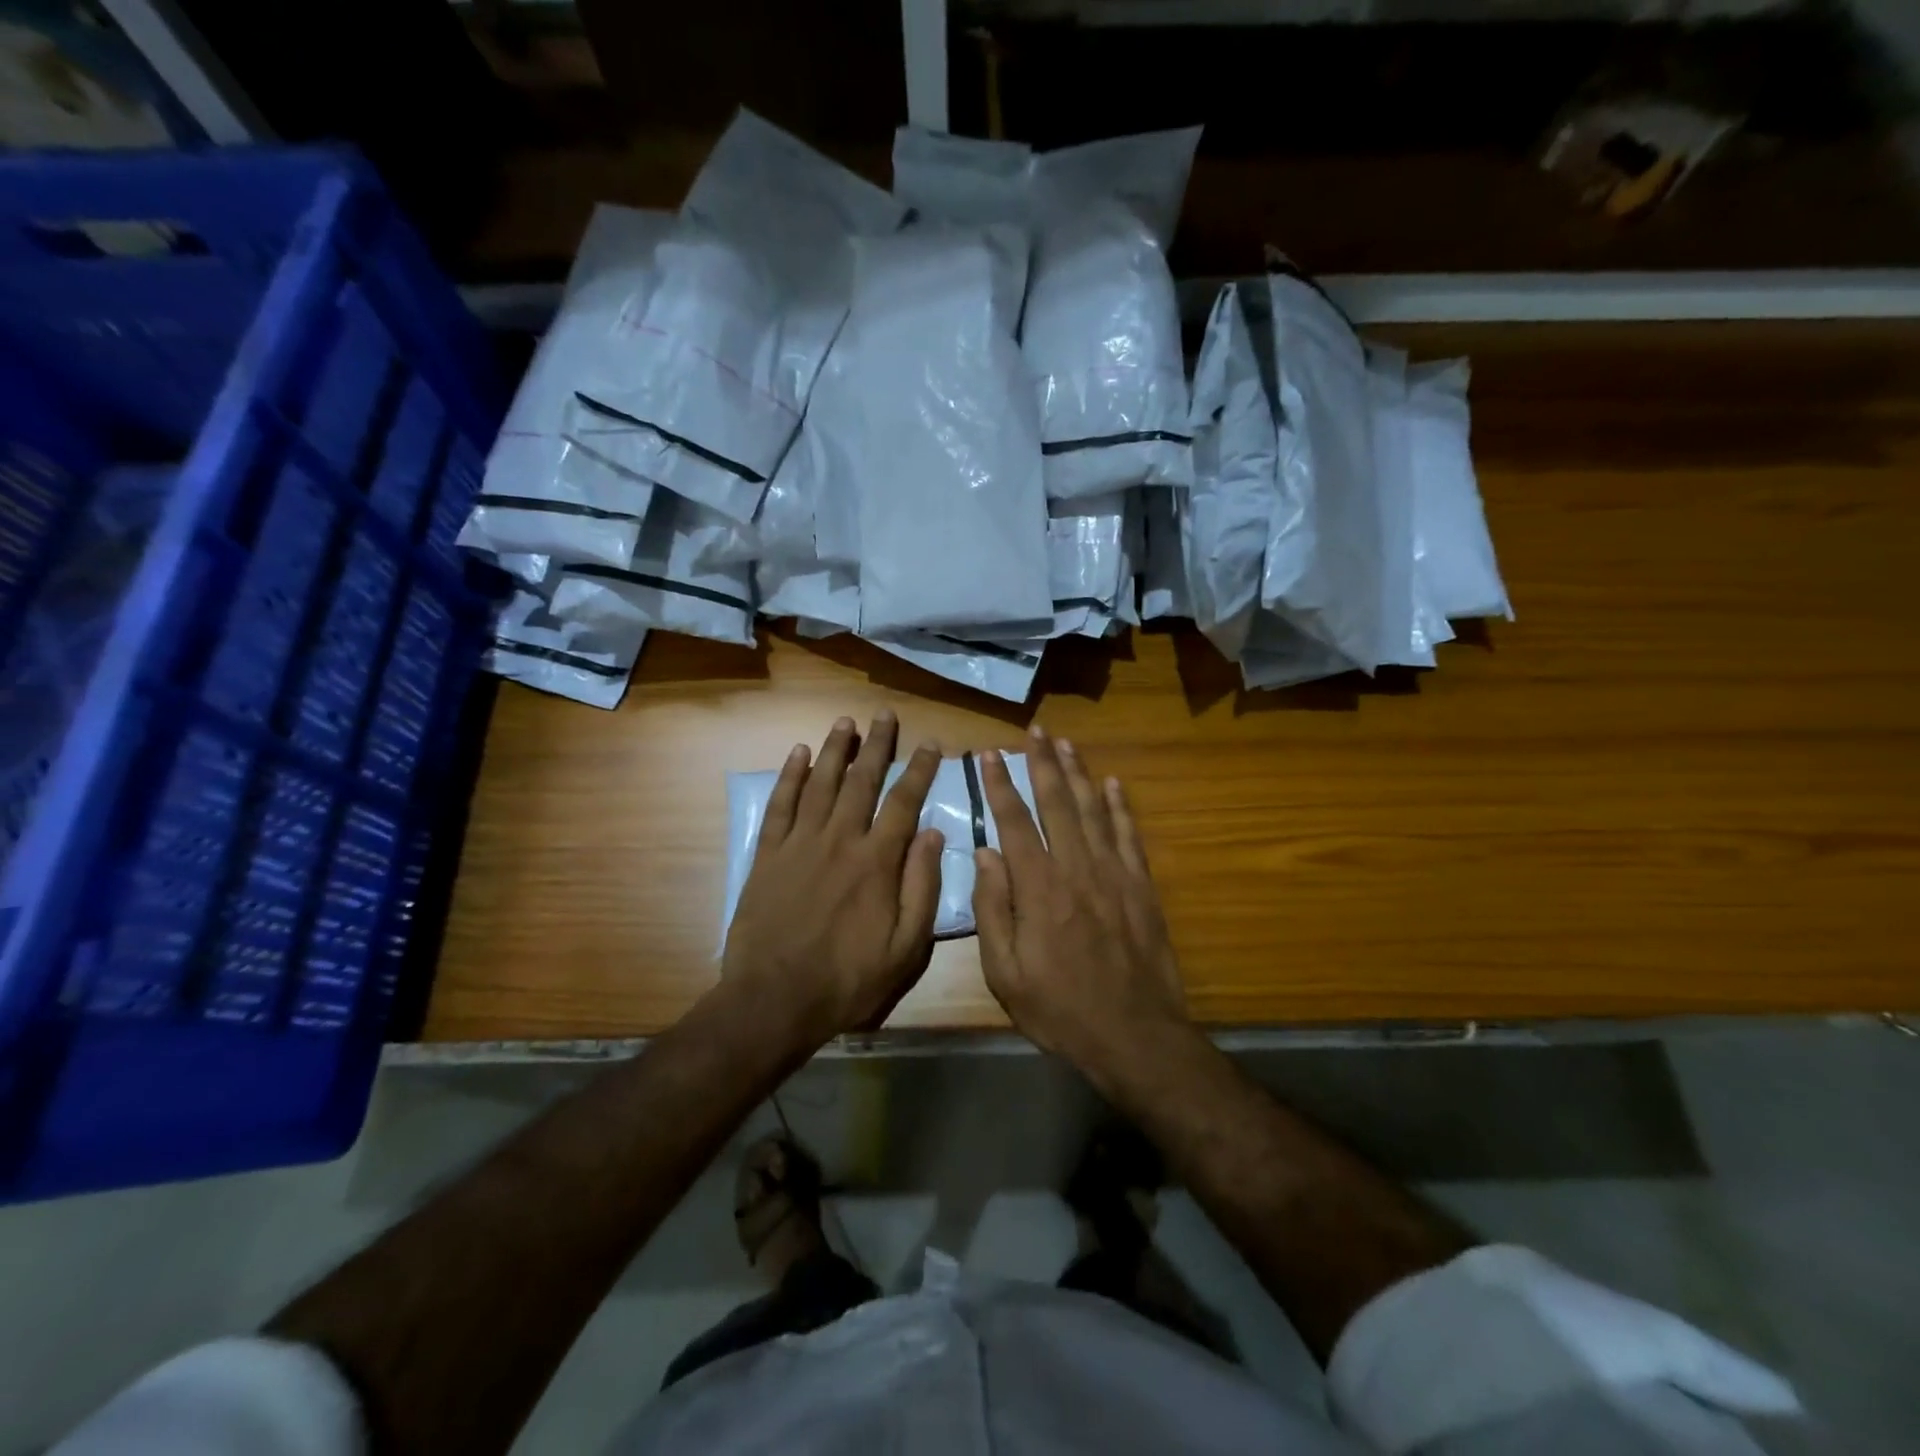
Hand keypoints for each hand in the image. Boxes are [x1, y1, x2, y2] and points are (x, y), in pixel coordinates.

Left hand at [722, 712, 944, 1049]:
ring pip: (821, 783)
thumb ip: (922, 887)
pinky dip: (789, 776)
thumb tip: (933, 834)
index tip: (932, 743)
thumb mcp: (906, 948)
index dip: (920, 770)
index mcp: (876, 862)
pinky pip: (780, 805)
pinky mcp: (768, 855)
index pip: (904, 802)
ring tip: (846, 721)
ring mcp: (800, 844)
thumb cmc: (848, 980)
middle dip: (877, 744)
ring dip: (836, 749)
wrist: (775, 1000)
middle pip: (862, 781)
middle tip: (885, 714)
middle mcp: (840, 840)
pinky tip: (798, 753)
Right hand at [972, 728, 1189, 1085]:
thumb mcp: (1005, 972)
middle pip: (1056, 802)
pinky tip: (1113, 783)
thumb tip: (986, 854)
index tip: (989, 753)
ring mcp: (1114, 873)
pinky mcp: (1142, 886)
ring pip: (1093, 809)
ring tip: (1066, 743)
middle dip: (1042, 762)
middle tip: (1035, 730)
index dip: (1000, 783)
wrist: (1134, 1034)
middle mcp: (1076, 867)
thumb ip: (993, 908)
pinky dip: (1121, 806)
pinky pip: (1129, 835)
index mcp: (1038, 886)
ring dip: (1078, 772)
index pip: (1014, 820)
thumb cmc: (1059, 1008)